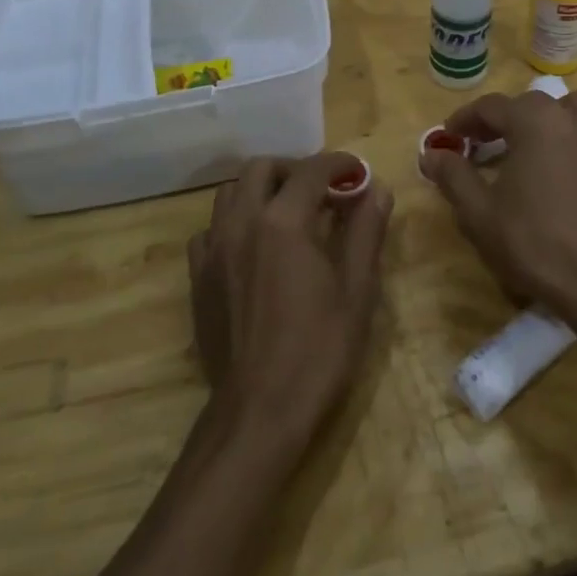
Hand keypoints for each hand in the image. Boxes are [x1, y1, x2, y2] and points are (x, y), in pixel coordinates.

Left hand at [188, 154, 392, 450]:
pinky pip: (211, 230)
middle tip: (322, 191)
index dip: (339, 164)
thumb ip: (365, 231)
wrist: (259, 411)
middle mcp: (242, 223)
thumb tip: (378, 189)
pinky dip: (233, 223)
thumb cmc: (318, 350)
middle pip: (262, 169)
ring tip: (286, 212)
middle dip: (295, 169)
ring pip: (230, 193)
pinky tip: (252, 247)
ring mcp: (214, 249)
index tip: (358, 173)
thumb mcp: (356, 290)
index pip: (312, 170)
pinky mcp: (199, 277)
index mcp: (283, 221)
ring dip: (260, 190)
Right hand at [422, 89, 576, 322]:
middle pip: (532, 104)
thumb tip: (431, 153)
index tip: (450, 137)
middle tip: (486, 145)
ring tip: (541, 143)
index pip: (491, 107)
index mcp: (534, 122)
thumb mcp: (478, 213)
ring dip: (556, 118)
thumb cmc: (533, 244)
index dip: (465, 120)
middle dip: (505, 119)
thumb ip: (452, 175)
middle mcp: (572, 119)